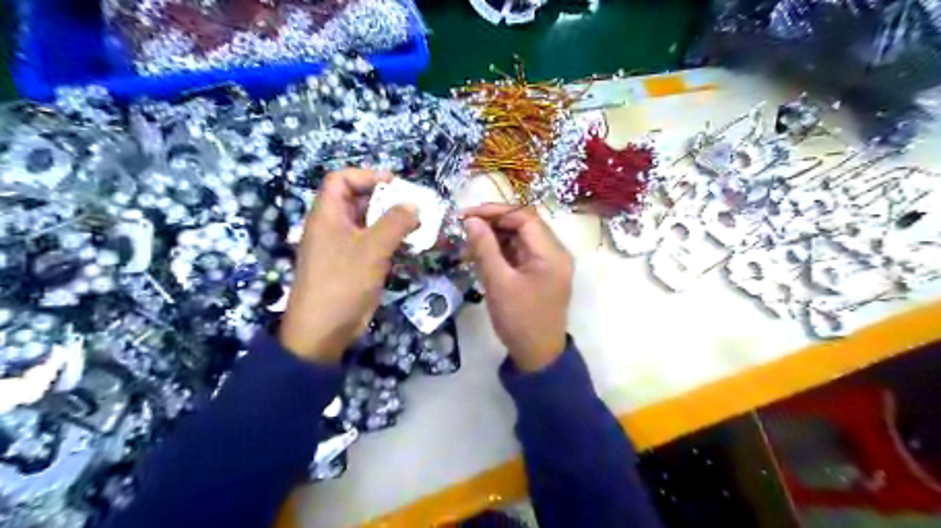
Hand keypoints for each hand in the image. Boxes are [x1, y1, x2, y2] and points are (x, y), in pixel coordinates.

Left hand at [278, 168, 419, 362]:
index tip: (395, 184)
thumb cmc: (343, 281)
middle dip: (386, 199)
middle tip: (413, 206)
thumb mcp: (372, 248)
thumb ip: (395, 222)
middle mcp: (333, 226)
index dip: (367, 175)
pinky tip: (408, 245)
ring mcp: (342, 246)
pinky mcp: (353, 264)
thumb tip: (414, 205)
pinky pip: (372, 243)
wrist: (323, 329)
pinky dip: (389, 240)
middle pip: (358, 200)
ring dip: (391, 221)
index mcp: (327, 214)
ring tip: (417, 225)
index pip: (341, 179)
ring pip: (368, 223)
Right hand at [462, 201, 573, 371]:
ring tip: (467, 244)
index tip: (467, 215)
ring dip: (494, 238)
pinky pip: (519, 255)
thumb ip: (484, 248)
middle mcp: (554, 253)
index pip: (524, 216)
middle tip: (464, 228)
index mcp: (551, 252)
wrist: (537, 356)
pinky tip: (479, 257)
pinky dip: (500, 253)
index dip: (495, 211)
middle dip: (493, 224)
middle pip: (523, 225)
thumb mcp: (498, 282)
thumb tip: (470, 220)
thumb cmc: (520, 320)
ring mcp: (548, 264)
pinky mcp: (539, 274)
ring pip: (519, 239)